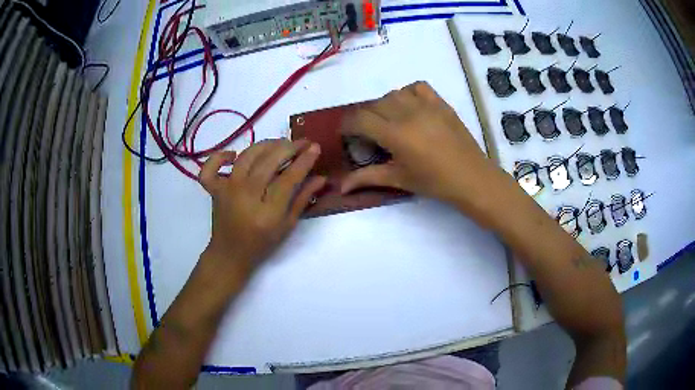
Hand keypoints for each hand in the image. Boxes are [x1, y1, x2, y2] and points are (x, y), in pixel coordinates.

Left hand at [198, 139, 325, 279]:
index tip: (315, 147)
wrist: (230, 254)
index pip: (289, 178)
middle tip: (302, 143)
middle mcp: (246, 195)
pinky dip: (220, 157)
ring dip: (266, 145)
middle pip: (268, 161)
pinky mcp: (214, 189)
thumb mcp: (287, 226)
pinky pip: (211, 167)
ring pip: (247, 156)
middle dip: (289, 147)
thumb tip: (320, 178)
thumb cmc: (261, 244)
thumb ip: (302, 199)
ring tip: (280, 144)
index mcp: (267, 211)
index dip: (304, 160)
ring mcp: (227, 189)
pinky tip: (233, 156)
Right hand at [340, 81, 499, 209]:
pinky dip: (408, 93)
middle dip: (365, 117)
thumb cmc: (434, 182)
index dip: (348, 125)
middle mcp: (407, 113)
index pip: (360, 119)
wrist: (471, 177)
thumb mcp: (399, 179)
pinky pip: (418, 87)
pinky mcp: (440, 103)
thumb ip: (368, 177)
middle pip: (374, 105)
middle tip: (369, 134)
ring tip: (391, 121)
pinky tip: (410, 107)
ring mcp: (426, 105)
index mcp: (395, 134)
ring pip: (394, 94)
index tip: (347, 134)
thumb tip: (340, 186)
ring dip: (385, 105)